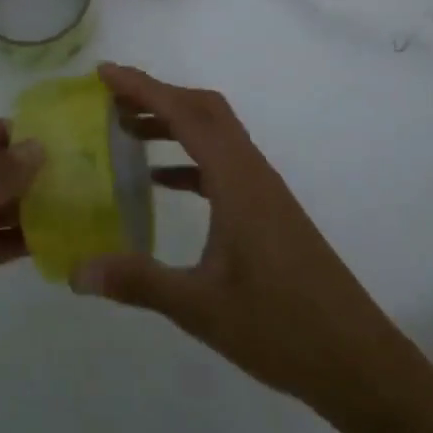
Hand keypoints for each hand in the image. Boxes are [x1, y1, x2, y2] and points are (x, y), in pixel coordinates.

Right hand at [72, 64, 412, 420]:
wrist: (355, 358)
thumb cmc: (281, 326)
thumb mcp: (200, 306)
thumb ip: (138, 282)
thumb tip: (76, 271)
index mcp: (237, 181)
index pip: (186, 114)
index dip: (144, 88)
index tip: (104, 73)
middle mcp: (253, 173)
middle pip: (205, 111)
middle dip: (158, 97)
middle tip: (111, 101)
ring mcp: (264, 192)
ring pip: (216, 136)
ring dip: (174, 125)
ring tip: (127, 134)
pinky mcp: (269, 212)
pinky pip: (223, 166)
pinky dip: (190, 160)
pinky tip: (163, 183)